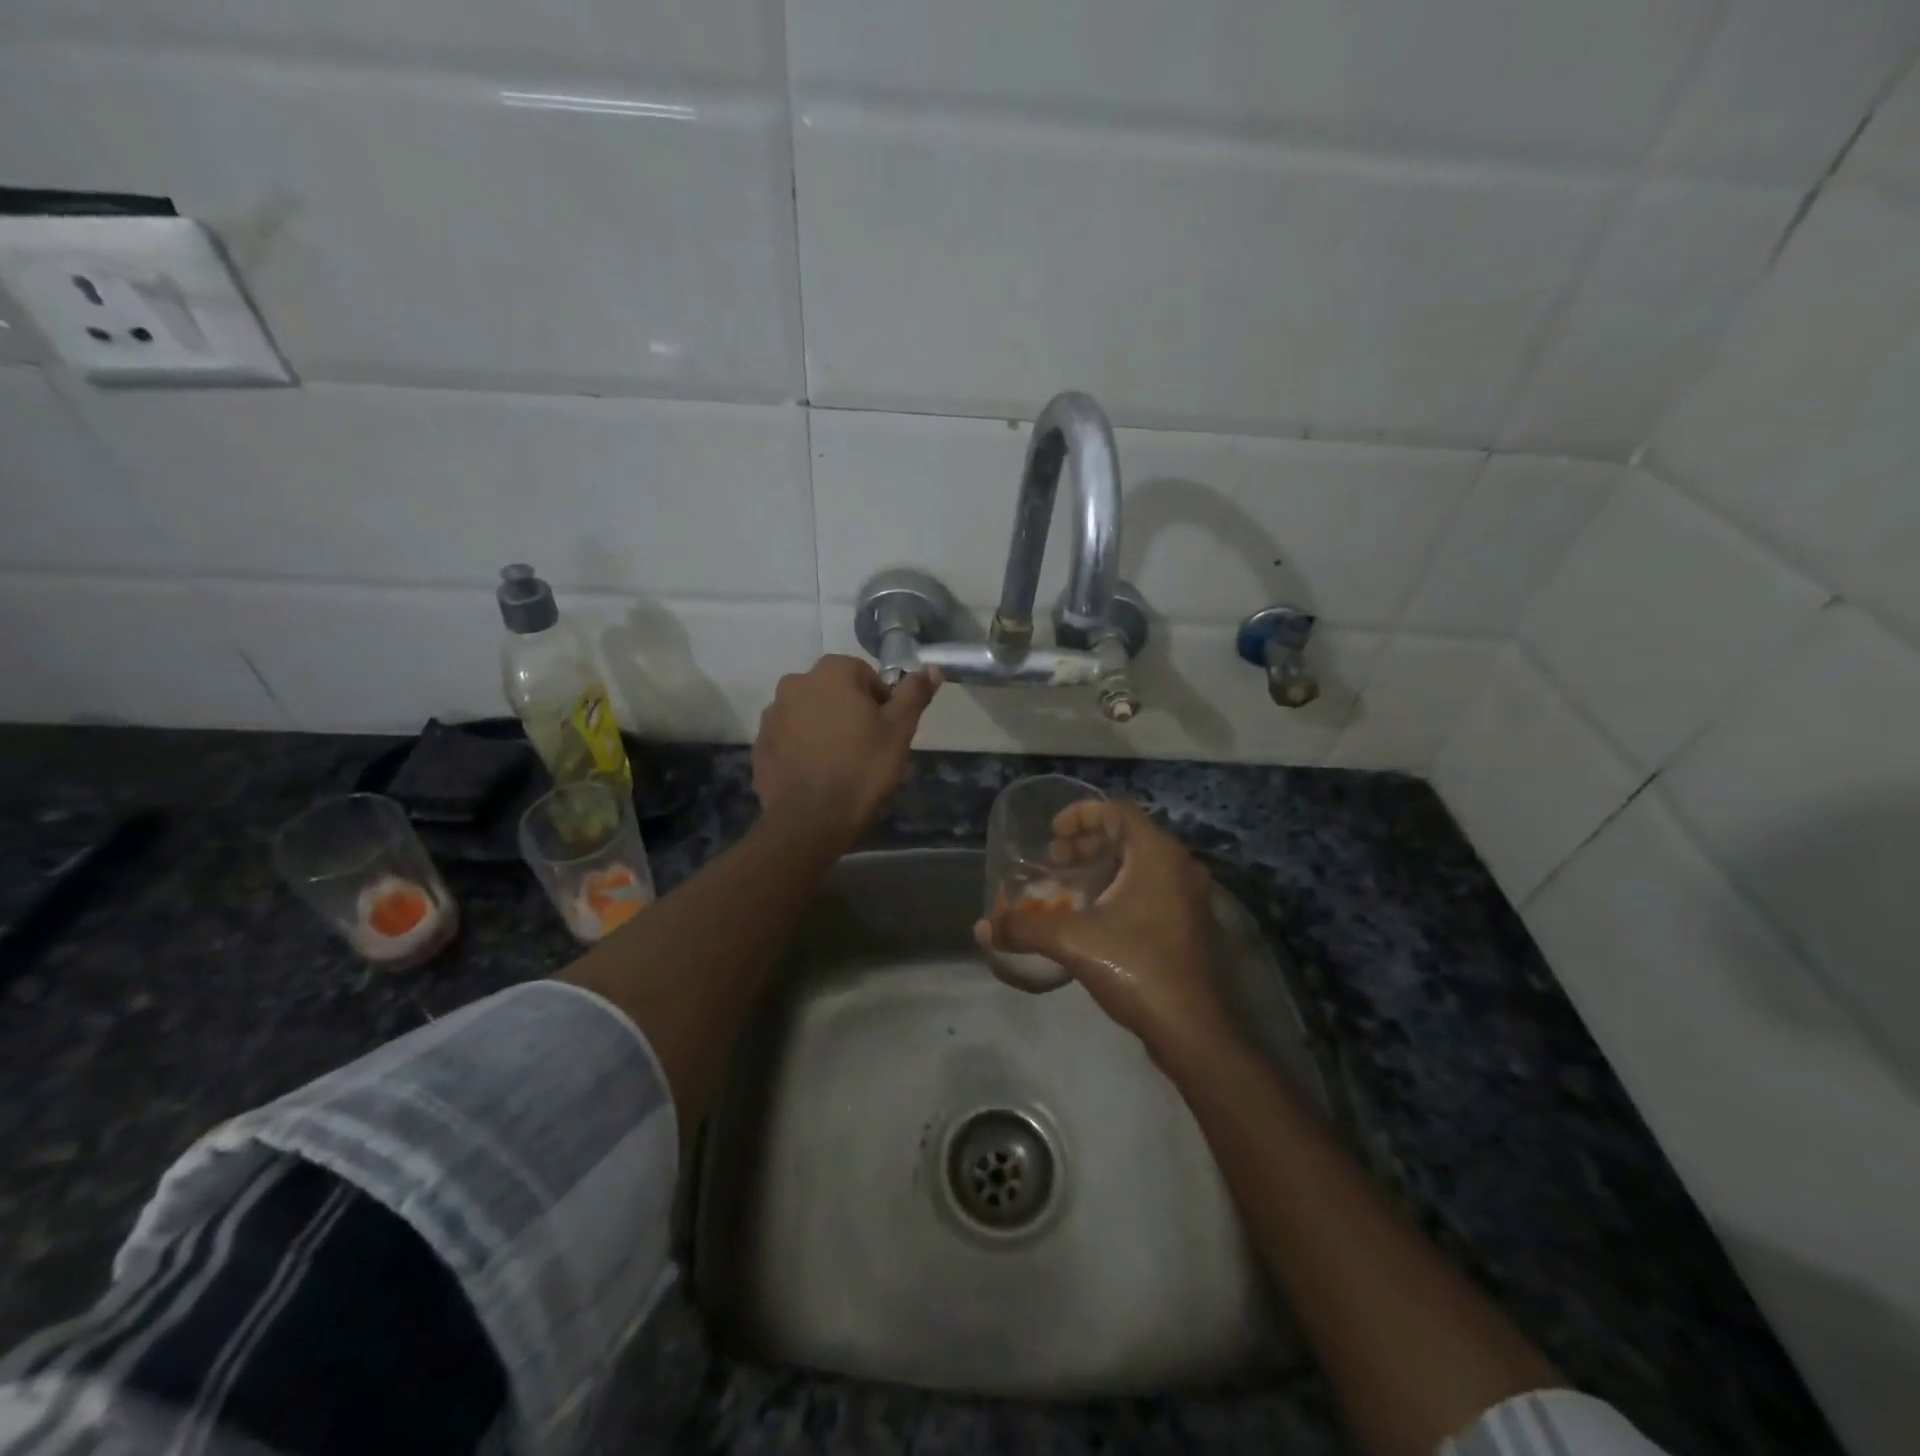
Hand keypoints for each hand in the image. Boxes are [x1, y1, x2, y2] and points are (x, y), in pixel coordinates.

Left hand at [753, 655, 938, 850]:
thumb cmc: (862, 768)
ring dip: (823, 728)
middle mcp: (794, 684)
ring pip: (808, 714)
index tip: (886, 730)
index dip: (880, 701)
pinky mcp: (760, 746)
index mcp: (830, 673)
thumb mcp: (899, 730)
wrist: (811, 820)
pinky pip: (789, 739)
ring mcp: (772, 716)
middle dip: (849, 712)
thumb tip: (932, 669)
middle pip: (833, 692)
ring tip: (840, 763)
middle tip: (867, 747)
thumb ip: (914, 694)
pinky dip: (802, 749)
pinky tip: (817, 775)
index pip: (864, 674)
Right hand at [976, 800, 1228, 1051]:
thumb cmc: (1136, 967)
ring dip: (1102, 867)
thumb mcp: (1073, 941)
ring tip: (1069, 888)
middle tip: (1055, 861)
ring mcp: (1189, 896)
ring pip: (1140, 864)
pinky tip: (1094, 917)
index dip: (1080, 814)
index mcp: (1157, 855)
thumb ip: (1025, 927)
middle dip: (1087, 843)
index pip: (1117, 810)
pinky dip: (1120, 889)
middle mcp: (1179, 866)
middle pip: (1128, 835)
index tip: (1053, 833)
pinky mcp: (1189, 923)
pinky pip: (1151, 888)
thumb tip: (984, 927)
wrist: (1191, 1029)